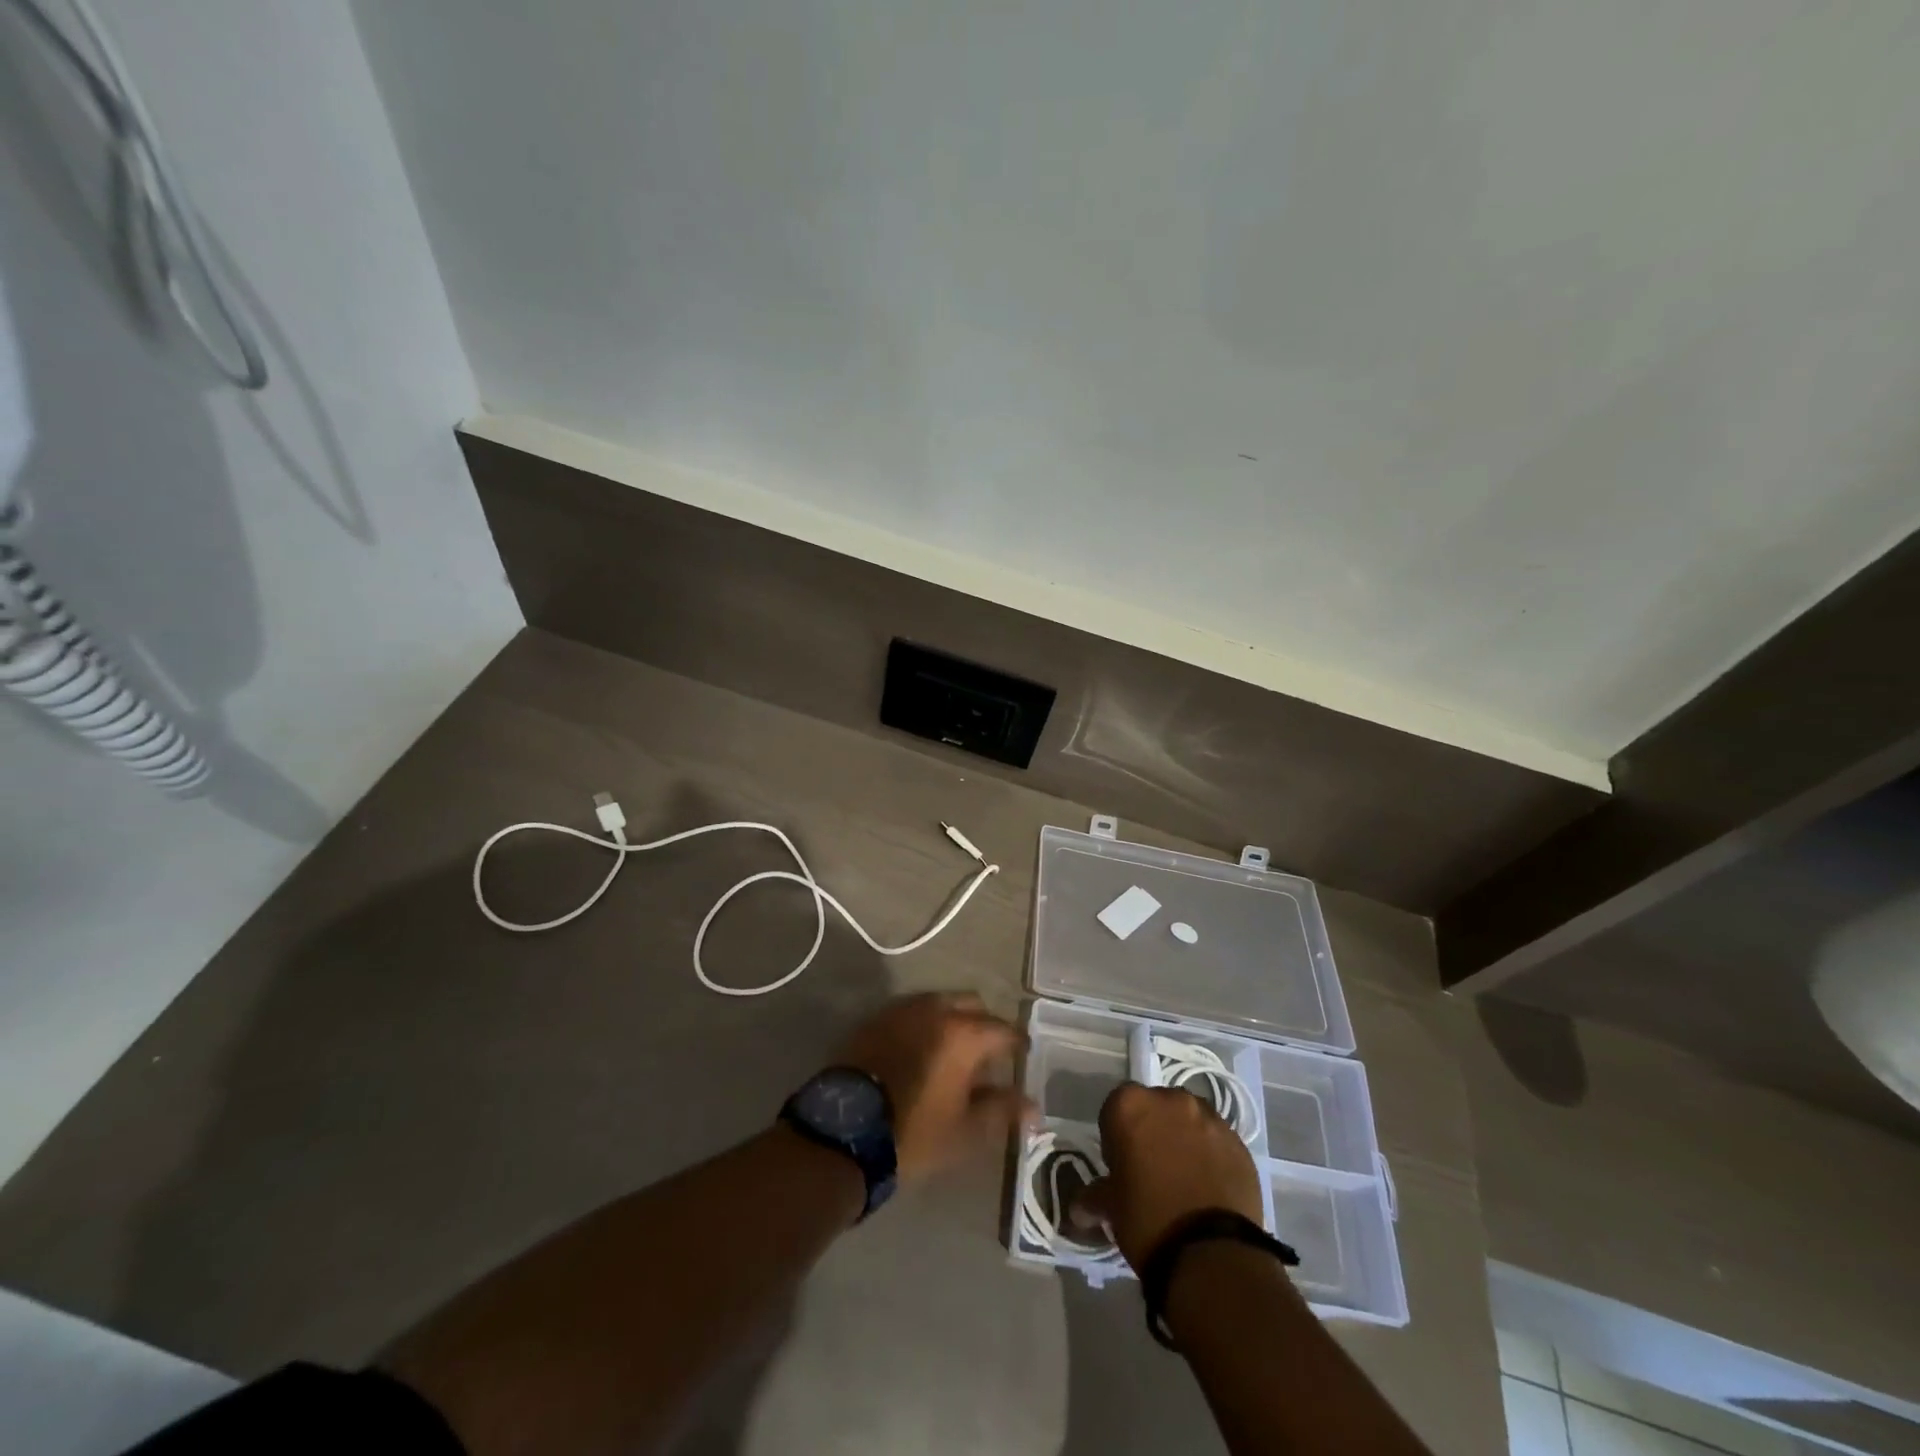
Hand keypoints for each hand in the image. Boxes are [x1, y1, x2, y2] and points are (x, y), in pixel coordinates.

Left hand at [836, 992, 1031, 1184]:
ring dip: (952, 1020)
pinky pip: (911, 1012)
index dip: (1017, 1045)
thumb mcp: (965, 1131)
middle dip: (984, 1024)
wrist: (844, 1131)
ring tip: (952, 1053)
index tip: (1021, 1058)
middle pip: (972, 1005)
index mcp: (963, 1033)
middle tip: (987, 1055)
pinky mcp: (875, 1019)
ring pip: (939, 1003)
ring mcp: (902, 1010)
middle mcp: (935, 1009)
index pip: (1004, 1030)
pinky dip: (923, 1025)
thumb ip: (1003, 1111)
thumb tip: (1034, 1107)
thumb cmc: (913, 1133)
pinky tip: (920, 1051)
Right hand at [1073, 1083, 1262, 1269]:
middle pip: (1156, 1108)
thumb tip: (1078, 1209)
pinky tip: (1209, 1187)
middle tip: (1152, 1169)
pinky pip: (1217, 1140)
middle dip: (1153, 1130)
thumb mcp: (1111, 1208)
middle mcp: (1171, 1099)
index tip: (1121, 1165)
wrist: (1212, 1255)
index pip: (1115, 1108)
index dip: (1116, 1136)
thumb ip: (1093, 1197)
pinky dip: (1211, 1155)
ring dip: (1184, 1139)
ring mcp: (1209, 1118)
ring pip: (1189, 1120)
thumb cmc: (1148, 1219)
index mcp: (1131, 1104)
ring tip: (1185, 1179)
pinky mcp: (1240, 1142)